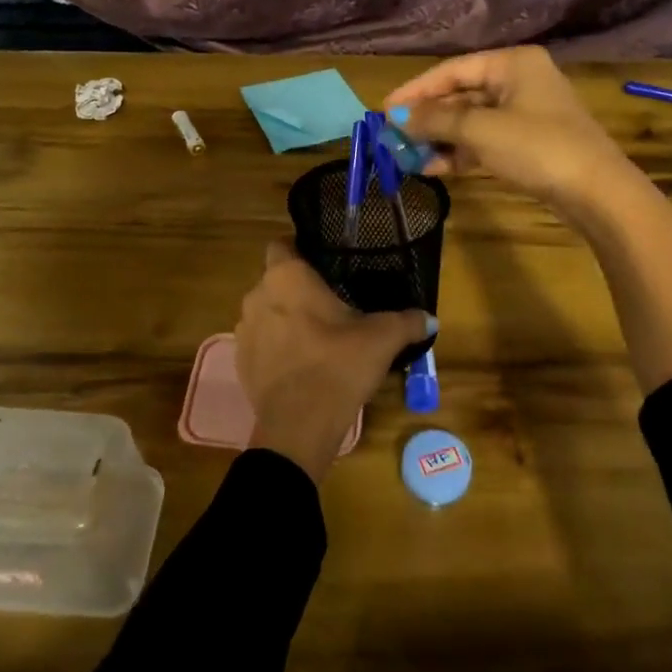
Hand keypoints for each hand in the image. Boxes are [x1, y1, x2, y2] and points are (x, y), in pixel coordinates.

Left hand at [235, 241, 433, 482]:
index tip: (325, 262)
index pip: (282, 244)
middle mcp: (257, 295)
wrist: (298, 427)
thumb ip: (407, 321)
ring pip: (267, 310)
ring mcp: (244, 329)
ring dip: (286, 317)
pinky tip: (302, 362)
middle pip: (276, 279)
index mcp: (286, 276)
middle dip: (299, 287)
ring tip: (317, 334)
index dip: (301, 248)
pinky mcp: (240, 361)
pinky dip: (277, 345)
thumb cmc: (337, 365)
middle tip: (331, 301)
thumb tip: (430, 318)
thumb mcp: (382, 339)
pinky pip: (261, 341)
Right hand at [383, 47, 640, 218]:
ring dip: (439, 138)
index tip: (384, 111)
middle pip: (461, 95)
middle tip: (392, 136)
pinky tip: (432, 167)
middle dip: (426, 118)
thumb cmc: (537, 147)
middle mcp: (518, 81)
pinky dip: (460, 152)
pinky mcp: (528, 144)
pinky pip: (484, 142)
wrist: (597, 193)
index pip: (452, 70)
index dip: (415, 91)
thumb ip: (436, 120)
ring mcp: (525, 114)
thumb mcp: (481, 130)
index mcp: (512, 63)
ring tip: (406, 156)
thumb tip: (396, 117)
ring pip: (471, 121)